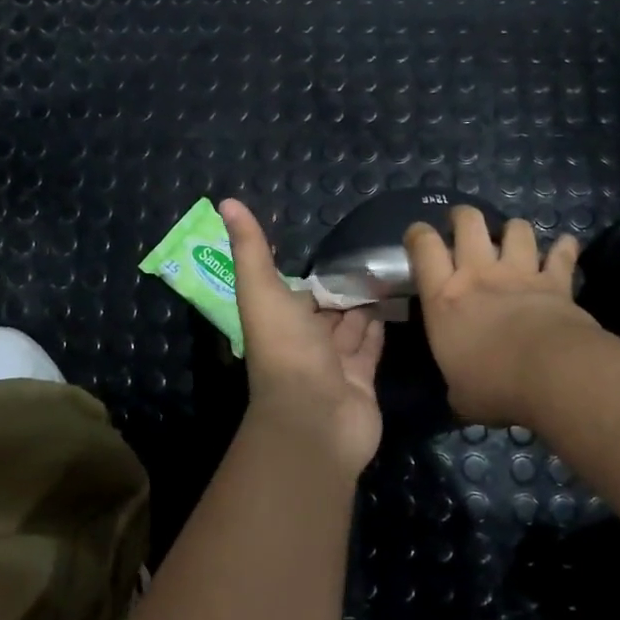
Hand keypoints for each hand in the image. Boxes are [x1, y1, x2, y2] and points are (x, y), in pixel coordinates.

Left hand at [219, 199, 384, 472]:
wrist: (316, 418)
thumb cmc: (286, 350)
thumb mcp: (262, 291)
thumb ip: (250, 248)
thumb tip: (226, 201)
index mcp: (279, 320)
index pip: (295, 291)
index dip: (310, 274)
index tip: (332, 247)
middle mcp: (305, 340)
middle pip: (326, 308)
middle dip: (342, 287)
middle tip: (371, 256)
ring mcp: (335, 362)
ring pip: (350, 325)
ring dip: (363, 303)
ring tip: (388, 272)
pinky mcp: (363, 378)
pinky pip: (372, 346)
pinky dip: (380, 327)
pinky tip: (393, 304)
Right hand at [404, 207, 599, 425]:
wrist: (552, 375)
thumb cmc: (494, 386)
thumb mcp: (460, 394)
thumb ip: (457, 385)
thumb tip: (461, 395)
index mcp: (444, 298)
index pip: (423, 248)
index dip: (418, 234)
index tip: (418, 236)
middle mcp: (479, 274)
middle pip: (468, 222)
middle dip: (463, 217)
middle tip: (462, 226)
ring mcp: (519, 273)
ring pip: (516, 229)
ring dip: (513, 230)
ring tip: (513, 239)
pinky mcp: (556, 282)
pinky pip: (562, 254)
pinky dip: (564, 249)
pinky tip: (566, 246)